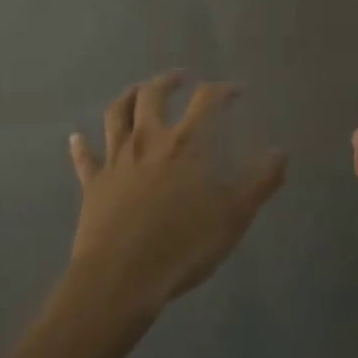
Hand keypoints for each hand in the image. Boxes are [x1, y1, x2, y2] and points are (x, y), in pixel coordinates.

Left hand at [68, 73, 286, 323]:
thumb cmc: (183, 245)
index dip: (223, 89)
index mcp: (186, 144)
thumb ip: (260, 181)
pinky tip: (76, 137)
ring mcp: (117, 160)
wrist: (121, 279)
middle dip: (167, 82)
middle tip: (179, 78)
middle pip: (152, 96)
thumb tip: (281, 152)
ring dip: (128, 97)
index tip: (237, 90)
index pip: (206, 100)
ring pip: (117, 115)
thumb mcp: (235, 216)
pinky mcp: (93, 185)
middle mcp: (149, 140)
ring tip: (137, 91)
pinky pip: (85, 159)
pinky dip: (81, 145)